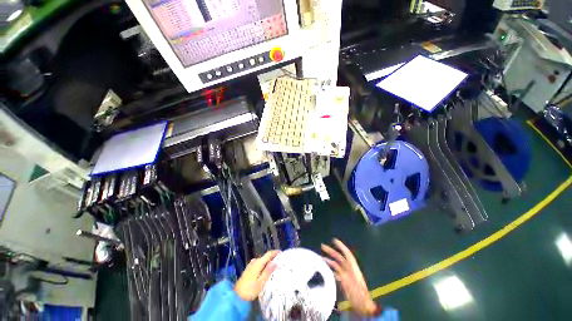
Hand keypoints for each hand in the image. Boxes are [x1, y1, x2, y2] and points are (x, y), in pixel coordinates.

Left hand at [234, 250, 279, 300]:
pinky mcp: (249, 269)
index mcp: (258, 263)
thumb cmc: (249, 290)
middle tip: (280, 262)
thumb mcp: (261, 282)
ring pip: (262, 261)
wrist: (236, 296)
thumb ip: (268, 271)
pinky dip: (264, 266)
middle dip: (273, 258)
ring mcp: (251, 264)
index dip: (276, 252)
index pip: (269, 254)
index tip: (282, 253)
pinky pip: (259, 264)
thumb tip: (275, 262)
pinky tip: (266, 271)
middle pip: (266, 257)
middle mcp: (254, 261)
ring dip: (268, 262)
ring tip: (275, 267)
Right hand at [322, 239, 377, 316]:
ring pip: (337, 264)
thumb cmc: (363, 302)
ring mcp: (347, 276)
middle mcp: (350, 271)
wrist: (365, 309)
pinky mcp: (345, 281)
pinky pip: (337, 271)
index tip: (334, 240)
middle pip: (340, 258)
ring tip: (321, 257)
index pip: (347, 255)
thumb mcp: (360, 295)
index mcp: (354, 271)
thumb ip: (355, 288)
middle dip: (331, 251)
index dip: (341, 247)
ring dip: (330, 259)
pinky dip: (332, 268)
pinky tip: (326, 268)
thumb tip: (345, 279)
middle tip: (322, 246)